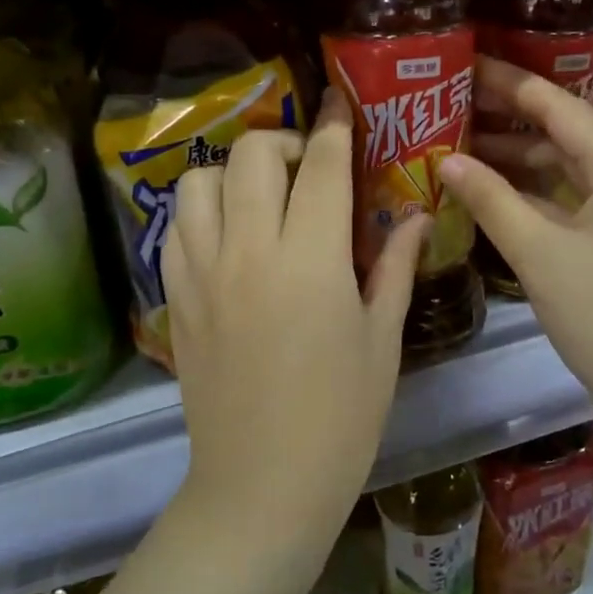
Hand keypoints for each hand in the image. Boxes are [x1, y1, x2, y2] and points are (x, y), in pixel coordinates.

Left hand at [162, 92, 429, 548]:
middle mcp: (249, 251)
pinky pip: (176, 227)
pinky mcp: (177, 298)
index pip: (320, 165)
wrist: (261, 488)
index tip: (342, 105)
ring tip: (261, 197)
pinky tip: (227, 234)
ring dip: (233, 172)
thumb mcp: (381, 340)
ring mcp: (203, 273)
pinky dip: (201, 211)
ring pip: (200, 180)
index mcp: (310, 261)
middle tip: (308, 168)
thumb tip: (416, 215)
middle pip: (252, 155)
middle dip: (284, 141)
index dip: (335, 125)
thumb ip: (393, 265)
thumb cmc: (341, 418)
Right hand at [438, 57, 592, 430]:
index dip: (508, 82)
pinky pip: (572, 196)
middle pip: (563, 129)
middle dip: (508, 116)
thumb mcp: (541, 255)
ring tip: (460, 145)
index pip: (557, 105)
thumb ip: (492, 200)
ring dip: (518, 155)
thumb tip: (445, 158)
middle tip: (452, 103)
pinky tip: (494, 192)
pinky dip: (534, 190)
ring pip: (566, 165)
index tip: (464, 64)